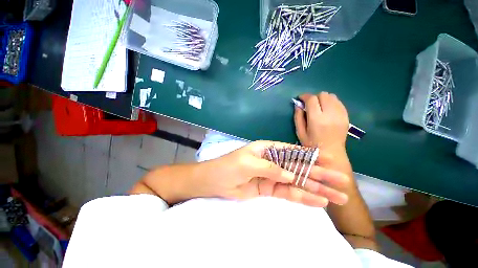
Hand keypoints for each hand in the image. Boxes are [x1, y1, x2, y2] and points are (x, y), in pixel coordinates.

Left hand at [200, 140, 348, 206]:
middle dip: (320, 175)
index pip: (293, 151)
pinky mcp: (270, 189)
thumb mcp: (249, 163)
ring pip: (298, 183)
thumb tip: (291, 176)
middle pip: (300, 168)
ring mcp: (273, 177)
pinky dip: (303, 197)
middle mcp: (273, 162)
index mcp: (268, 150)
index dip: (311, 156)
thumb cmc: (230, 166)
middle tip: (342, 181)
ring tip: (338, 197)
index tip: (330, 160)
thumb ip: (271, 168)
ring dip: (317, 189)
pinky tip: (319, 202)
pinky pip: (289, 193)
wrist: (216, 181)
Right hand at [294, 92, 348, 152]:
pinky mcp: (346, 116)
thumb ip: (298, 117)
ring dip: (323, 99)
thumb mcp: (300, 132)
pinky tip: (327, 110)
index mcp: (316, 120)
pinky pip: (339, 102)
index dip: (304, 96)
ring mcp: (340, 115)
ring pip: (332, 96)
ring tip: (318, 107)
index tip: (300, 98)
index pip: (311, 99)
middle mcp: (330, 114)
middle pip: (323, 95)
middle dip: (314, 97)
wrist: (331, 154)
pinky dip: (331, 102)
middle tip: (309, 105)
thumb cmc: (311, 145)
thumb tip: (298, 105)